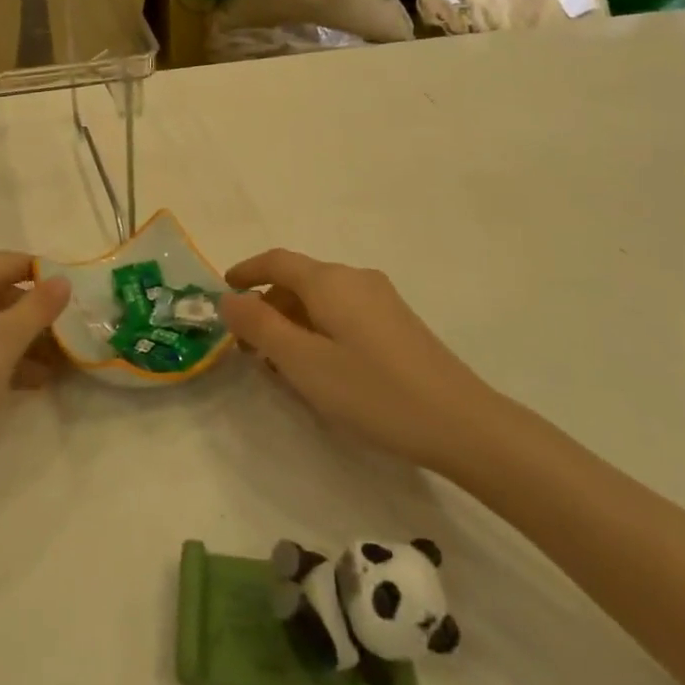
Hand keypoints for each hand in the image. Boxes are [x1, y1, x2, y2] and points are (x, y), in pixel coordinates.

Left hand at [0, 253, 71, 459]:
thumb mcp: (5, 341)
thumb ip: (38, 307)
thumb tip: (63, 279)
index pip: (13, 261)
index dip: (46, 277)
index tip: (75, 300)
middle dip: (34, 316)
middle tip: (66, 342)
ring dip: (17, 341)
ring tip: (51, 371)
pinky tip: (21, 383)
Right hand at [221, 249, 491, 472]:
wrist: (461, 422)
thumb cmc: (372, 391)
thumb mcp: (303, 362)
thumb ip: (259, 326)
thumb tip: (228, 298)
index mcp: (329, 280)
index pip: (276, 261)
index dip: (246, 272)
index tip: (223, 290)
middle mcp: (355, 278)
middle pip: (298, 280)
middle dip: (268, 306)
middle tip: (248, 347)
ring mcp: (381, 299)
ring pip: (321, 299)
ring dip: (293, 321)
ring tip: (281, 364)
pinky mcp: (397, 323)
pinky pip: (343, 313)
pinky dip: (319, 329)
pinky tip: (321, 368)